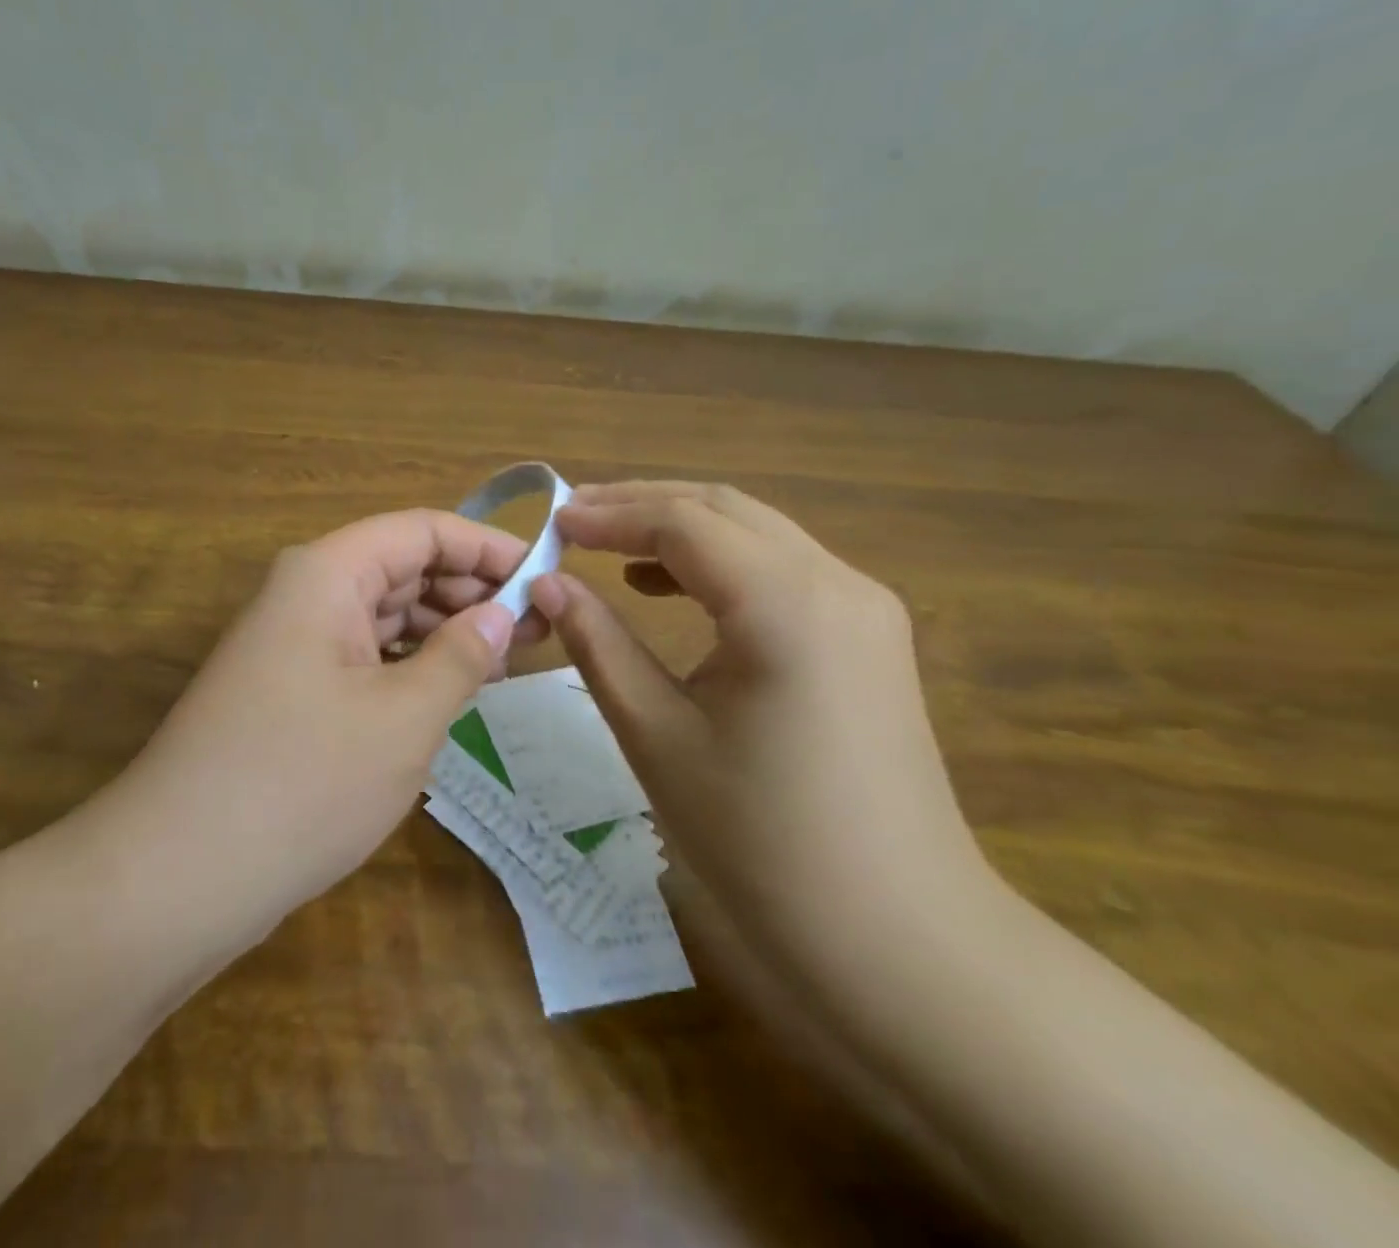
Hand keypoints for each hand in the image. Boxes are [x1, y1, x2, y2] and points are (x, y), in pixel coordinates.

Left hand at [95, 509, 545, 942]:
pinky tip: (448, 693)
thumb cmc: (303, 781)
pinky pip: (364, 657)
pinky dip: (410, 667)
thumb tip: (502, 615)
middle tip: (537, 631)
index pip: (423, 530)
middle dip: (471, 592)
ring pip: (385, 615)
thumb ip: (461, 655)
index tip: (544, 577)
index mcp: (328, 573)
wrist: (177, 877)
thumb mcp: (404, 717)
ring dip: (444, 632)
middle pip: (403, 568)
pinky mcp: (289, 691)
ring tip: (507, 663)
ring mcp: (293, 644)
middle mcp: (306, 594)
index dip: (488, 548)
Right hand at [530, 481, 999, 1011]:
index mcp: (784, 603)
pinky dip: (722, 564)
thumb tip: (547, 585)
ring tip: (611, 547)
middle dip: (643, 506)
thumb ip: (598, 644)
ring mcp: (863, 606)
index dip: (609, 516)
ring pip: (757, 532)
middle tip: (573, 520)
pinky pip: (783, 570)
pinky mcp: (870, 636)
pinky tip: (675, 590)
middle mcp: (835, 581)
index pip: (681, 523)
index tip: (551, 525)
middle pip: (724, 510)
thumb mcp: (658, 735)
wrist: (897, 939)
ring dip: (682, 530)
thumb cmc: (761, 840)